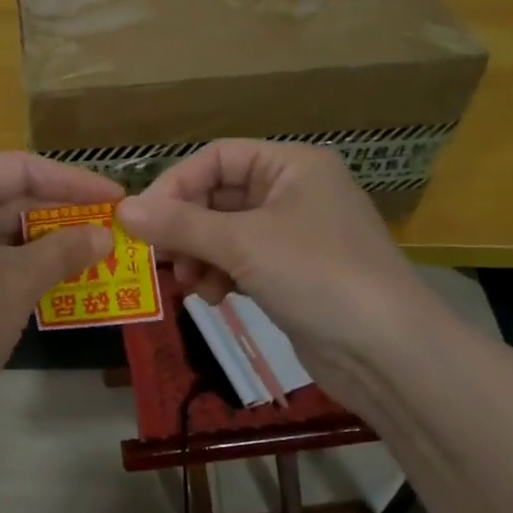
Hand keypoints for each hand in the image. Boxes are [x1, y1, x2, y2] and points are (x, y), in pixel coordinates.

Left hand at [0, 153, 123, 448]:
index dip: (73, 180)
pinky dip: (23, 269)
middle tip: (111, 230)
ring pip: (0, 234)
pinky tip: (60, 284)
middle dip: (62, 215)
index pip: (20, 168)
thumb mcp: (17, 281)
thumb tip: (105, 235)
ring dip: (47, 246)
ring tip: (96, 257)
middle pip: (9, 198)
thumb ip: (64, 250)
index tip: (116, 198)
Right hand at [116, 140, 443, 411]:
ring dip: (199, 255)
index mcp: (292, 166)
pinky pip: (241, 262)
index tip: (142, 220)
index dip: (176, 184)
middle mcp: (294, 192)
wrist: (390, 354)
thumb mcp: (243, 244)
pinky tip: (213, 298)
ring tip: (190, 284)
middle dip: (186, 228)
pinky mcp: (293, 274)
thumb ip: (180, 225)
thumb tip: (123, 210)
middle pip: (218, 196)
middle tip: (158, 258)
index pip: (217, 158)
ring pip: (225, 233)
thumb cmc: (318, 276)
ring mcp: (294, 235)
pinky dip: (220, 275)